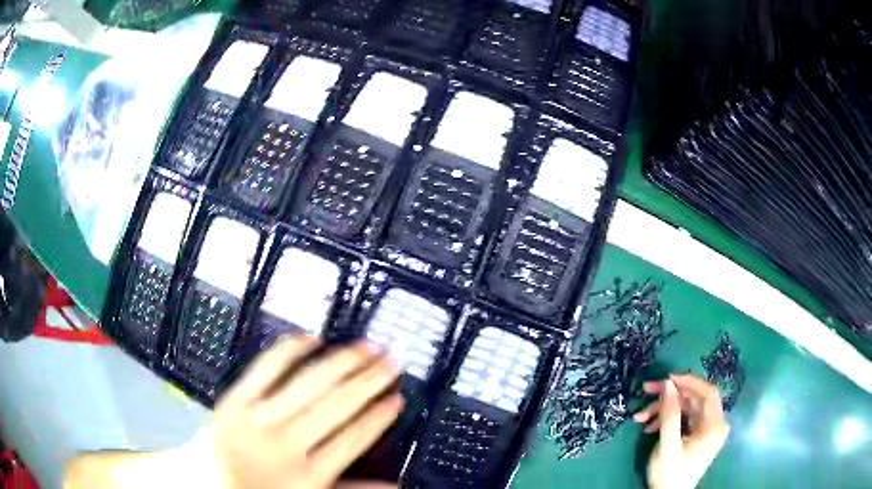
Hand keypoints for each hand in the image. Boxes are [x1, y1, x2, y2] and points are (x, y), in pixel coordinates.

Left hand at [194, 335, 403, 488]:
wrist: (207, 480)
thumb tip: (395, 485)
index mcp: (307, 474)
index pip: (354, 438)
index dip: (379, 416)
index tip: (396, 397)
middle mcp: (286, 443)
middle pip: (337, 405)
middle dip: (368, 381)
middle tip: (389, 361)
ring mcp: (259, 417)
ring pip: (309, 384)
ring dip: (341, 362)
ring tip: (364, 347)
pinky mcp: (236, 398)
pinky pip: (267, 367)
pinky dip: (290, 350)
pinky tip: (311, 338)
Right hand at [633, 374, 729, 488]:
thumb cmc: (670, 474)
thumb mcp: (668, 445)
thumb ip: (670, 414)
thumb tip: (668, 384)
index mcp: (715, 425)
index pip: (708, 392)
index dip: (689, 381)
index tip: (667, 378)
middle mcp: (715, 423)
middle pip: (695, 399)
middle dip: (670, 396)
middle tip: (647, 391)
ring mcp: (706, 430)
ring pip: (687, 408)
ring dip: (664, 409)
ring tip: (640, 417)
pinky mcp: (698, 436)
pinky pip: (684, 419)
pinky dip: (667, 420)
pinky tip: (649, 427)